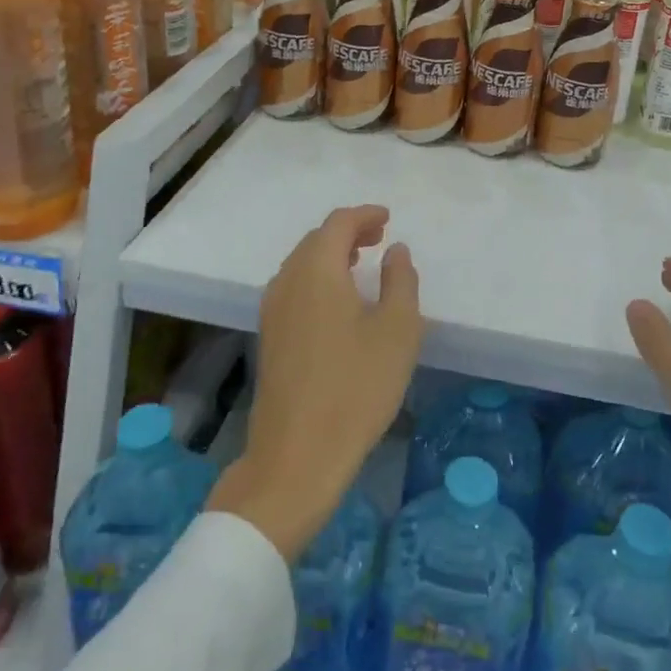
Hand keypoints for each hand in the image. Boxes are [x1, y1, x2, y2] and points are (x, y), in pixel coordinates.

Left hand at [210, 205, 423, 560]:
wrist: (297, 455)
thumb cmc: (356, 388)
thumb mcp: (398, 331)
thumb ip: (400, 281)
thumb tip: (396, 250)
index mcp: (317, 271)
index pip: (338, 224)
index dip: (365, 215)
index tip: (388, 219)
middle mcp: (287, 281)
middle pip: (316, 240)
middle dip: (348, 232)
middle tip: (379, 238)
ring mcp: (272, 310)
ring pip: (301, 264)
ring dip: (331, 255)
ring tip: (362, 263)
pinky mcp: (269, 337)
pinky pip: (294, 287)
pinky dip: (318, 278)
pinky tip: (338, 301)